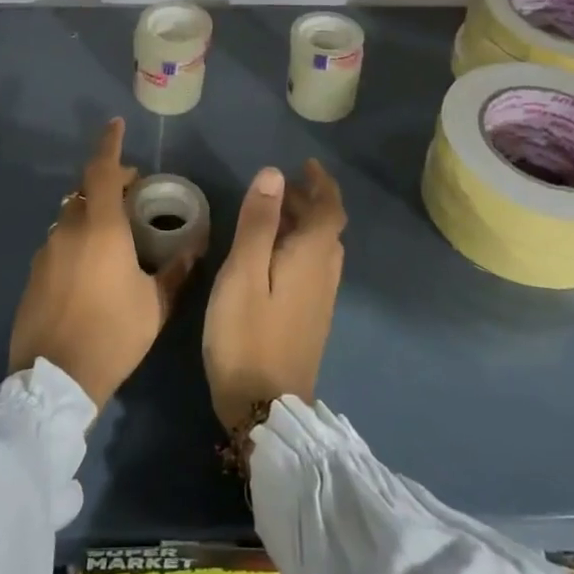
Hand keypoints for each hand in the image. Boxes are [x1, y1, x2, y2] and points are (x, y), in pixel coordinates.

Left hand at [10, 119, 196, 409]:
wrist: (54, 380)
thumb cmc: (113, 335)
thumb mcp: (155, 305)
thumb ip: (175, 271)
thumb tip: (195, 247)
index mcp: (101, 227)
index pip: (103, 170)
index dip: (110, 144)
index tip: (116, 124)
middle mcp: (69, 229)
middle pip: (86, 190)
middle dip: (109, 183)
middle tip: (133, 193)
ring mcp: (47, 251)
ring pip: (70, 216)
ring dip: (91, 212)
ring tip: (115, 232)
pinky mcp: (34, 273)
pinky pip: (58, 241)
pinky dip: (76, 237)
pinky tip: (91, 265)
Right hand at [203, 160, 345, 432]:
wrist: (265, 408)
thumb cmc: (247, 334)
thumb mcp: (243, 272)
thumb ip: (258, 222)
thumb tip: (274, 174)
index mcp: (312, 257)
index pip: (330, 209)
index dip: (321, 183)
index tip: (306, 165)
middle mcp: (325, 274)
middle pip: (328, 227)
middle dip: (309, 201)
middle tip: (279, 186)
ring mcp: (321, 300)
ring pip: (321, 249)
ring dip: (305, 225)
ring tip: (273, 215)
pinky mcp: (311, 320)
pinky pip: (313, 268)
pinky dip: (299, 248)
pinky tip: (274, 257)